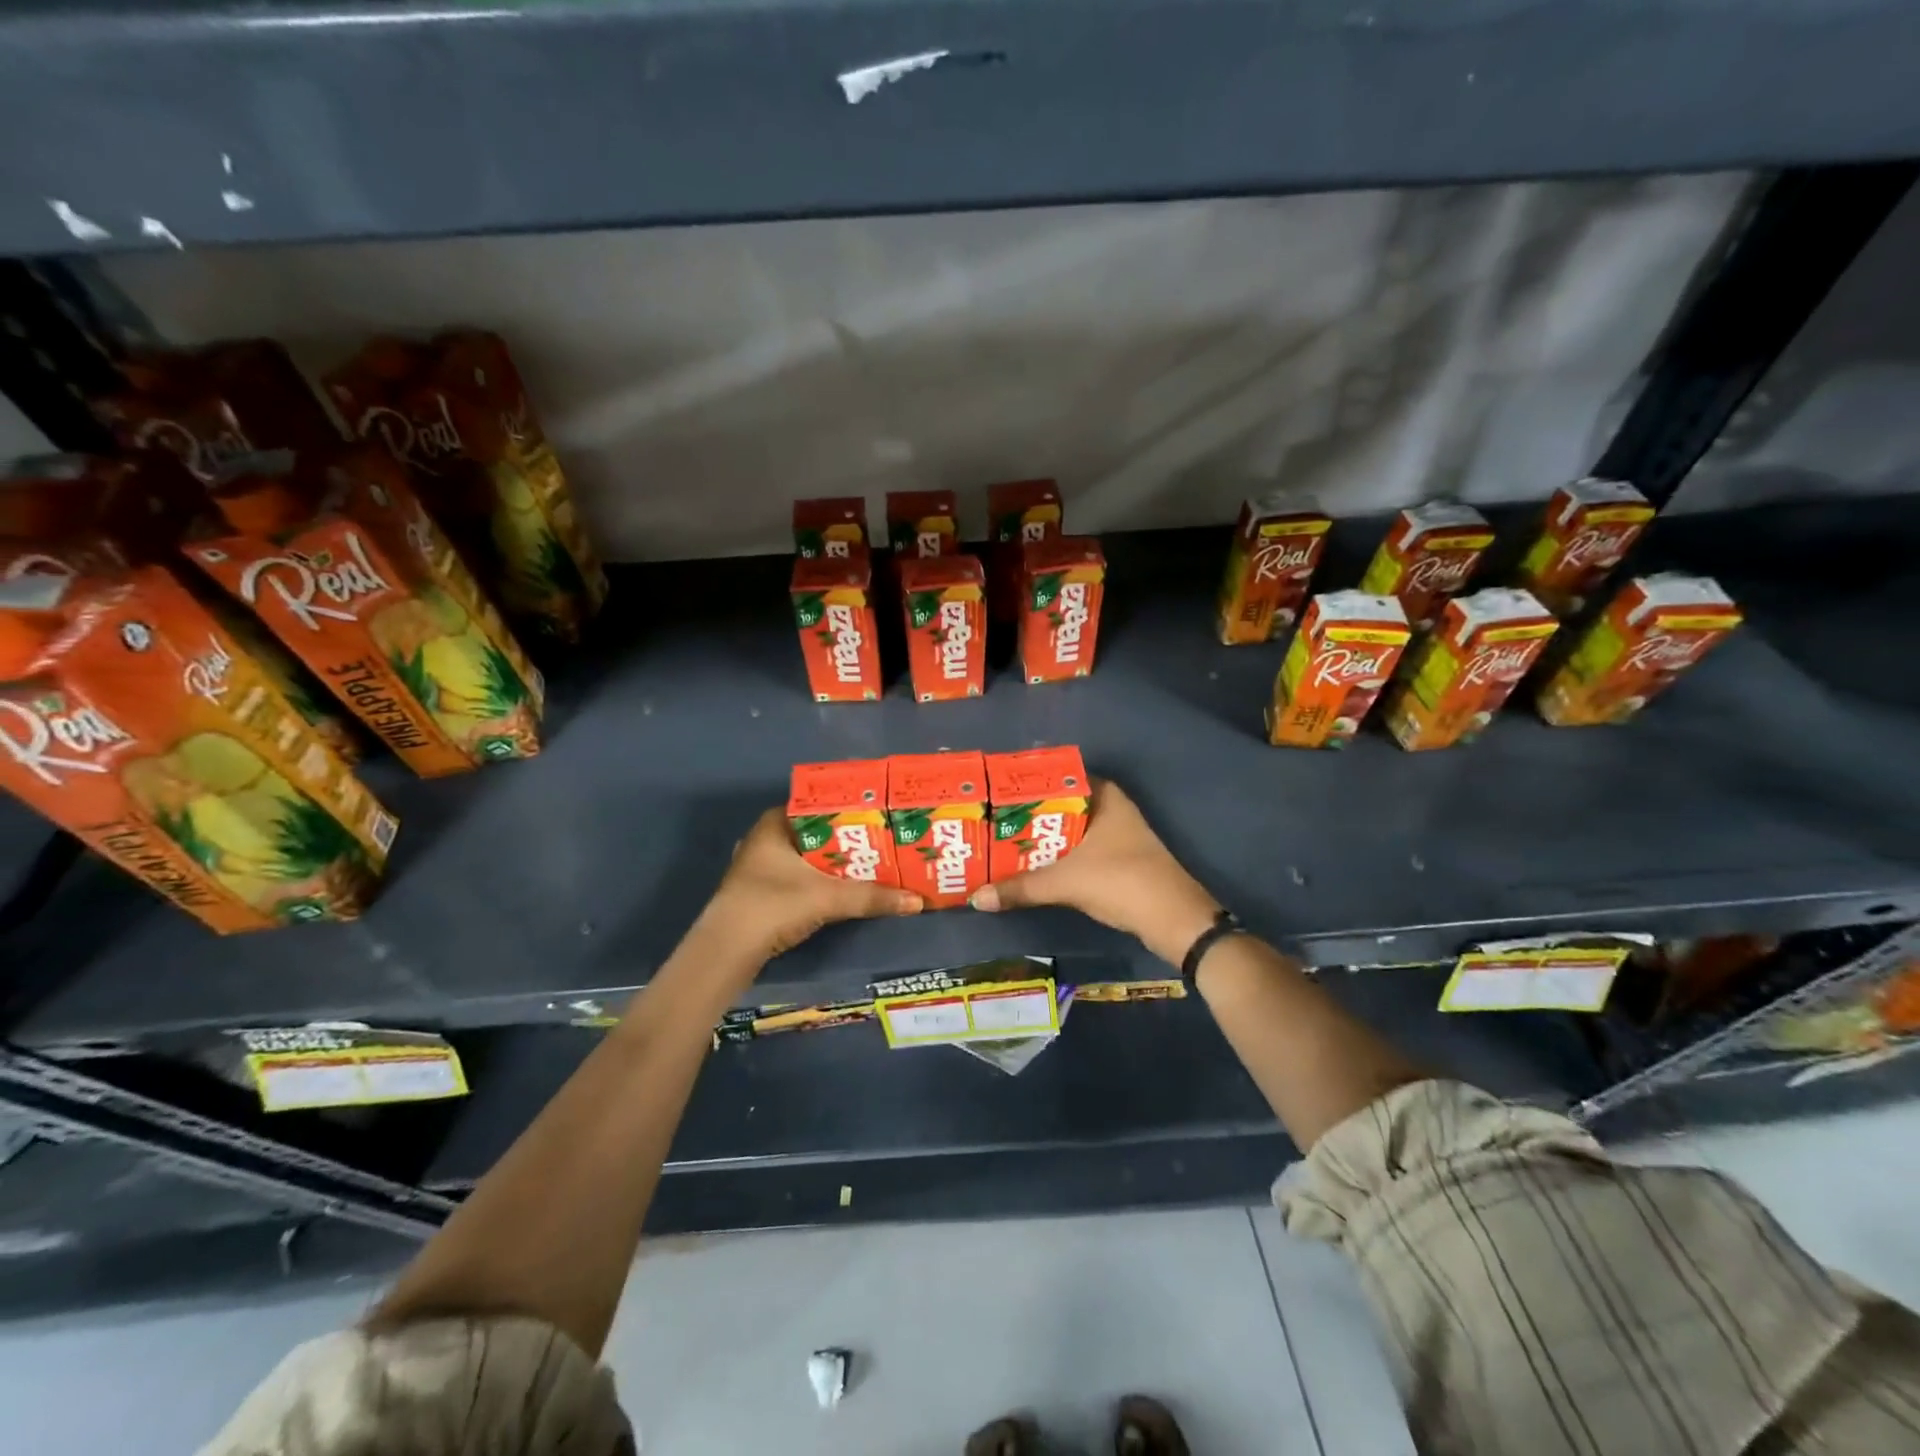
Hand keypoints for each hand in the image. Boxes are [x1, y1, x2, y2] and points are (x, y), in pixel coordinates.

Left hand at [701, 808, 922, 964]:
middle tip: (884, 840)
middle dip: (849, 838)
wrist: (727, 952)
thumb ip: (872, 897)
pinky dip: (823, 881)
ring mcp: (760, 867)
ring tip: (874, 863)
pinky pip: (801, 877)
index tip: (880, 814)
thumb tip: (918, 901)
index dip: (850, 808)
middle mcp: (765, 839)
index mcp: (774, 824)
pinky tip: (847, 888)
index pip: (819, 804)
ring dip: (837, 863)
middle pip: (817, 832)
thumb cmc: (773, 905)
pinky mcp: (762, 893)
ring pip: (809, 857)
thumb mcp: (828, 898)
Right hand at [969, 779, 1220, 964]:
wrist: (1173, 920)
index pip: (1056, 777)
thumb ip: (1020, 887)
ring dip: (1040, 839)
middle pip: (1059, 805)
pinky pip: (1077, 850)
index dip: (1026, 785)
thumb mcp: (1065, 882)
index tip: (994, 793)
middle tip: (989, 821)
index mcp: (1103, 795)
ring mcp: (1116, 835)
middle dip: (1027, 815)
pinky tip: (1030, 866)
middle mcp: (1110, 808)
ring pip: (1068, 830)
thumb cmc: (1121, 881)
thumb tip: (975, 898)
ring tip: (1000, 842)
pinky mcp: (1117, 860)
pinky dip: (1055, 856)